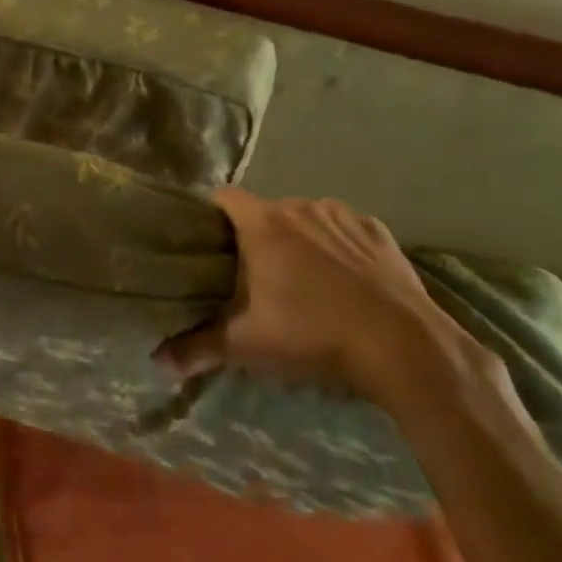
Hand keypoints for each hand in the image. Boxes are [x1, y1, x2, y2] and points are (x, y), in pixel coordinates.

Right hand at [154, 189, 481, 405]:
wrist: (404, 348)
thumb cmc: (313, 335)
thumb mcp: (247, 345)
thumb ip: (198, 348)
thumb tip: (156, 363)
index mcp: (263, 224)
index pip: (223, 197)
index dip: (212, 216)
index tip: (211, 244)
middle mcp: (300, 206)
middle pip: (265, 210)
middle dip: (257, 235)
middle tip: (256, 275)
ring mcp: (343, 216)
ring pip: (306, 218)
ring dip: (299, 238)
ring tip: (305, 279)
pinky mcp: (378, 232)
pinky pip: (345, 229)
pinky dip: (338, 245)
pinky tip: (346, 279)